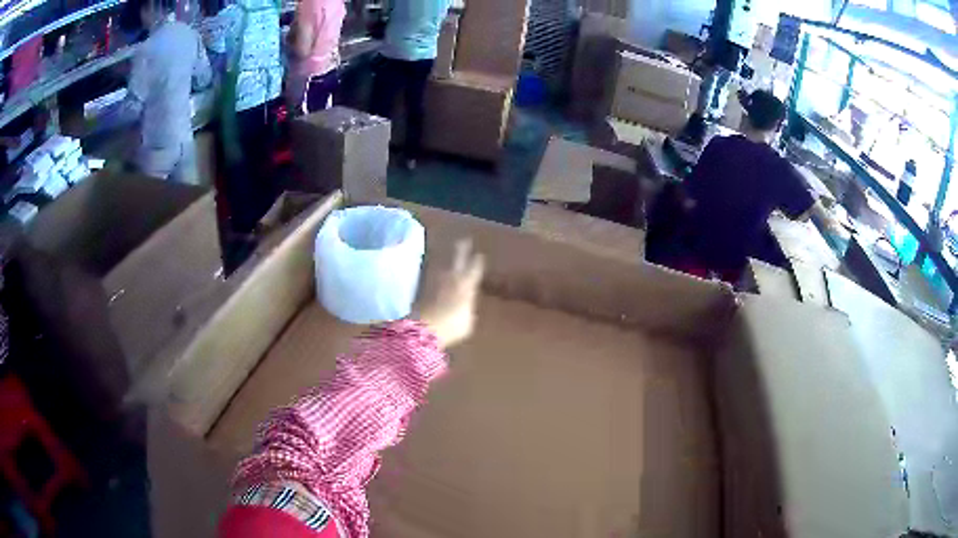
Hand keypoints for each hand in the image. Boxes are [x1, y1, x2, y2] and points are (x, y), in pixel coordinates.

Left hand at [416, 240, 484, 348]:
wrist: (424, 327)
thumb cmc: (451, 327)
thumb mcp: (467, 322)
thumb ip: (468, 309)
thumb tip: (466, 306)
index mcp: (466, 286)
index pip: (474, 270)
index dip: (477, 262)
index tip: (480, 254)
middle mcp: (452, 278)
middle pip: (458, 259)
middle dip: (462, 249)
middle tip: (464, 240)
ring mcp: (435, 281)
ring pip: (443, 265)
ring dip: (446, 258)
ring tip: (448, 254)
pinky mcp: (422, 287)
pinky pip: (432, 275)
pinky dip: (435, 272)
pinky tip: (436, 271)